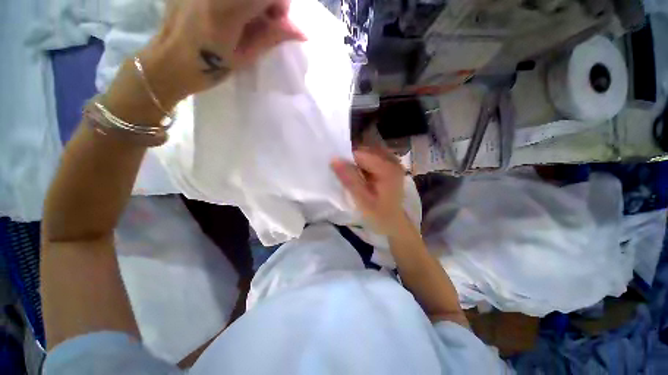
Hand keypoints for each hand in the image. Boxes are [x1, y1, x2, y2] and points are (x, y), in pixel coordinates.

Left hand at [139, 0, 305, 105]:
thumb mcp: (244, 57)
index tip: (279, 20)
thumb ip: (271, 37)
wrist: (167, 61)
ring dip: (253, 1)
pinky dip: (241, 2)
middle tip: (265, 18)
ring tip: (247, 17)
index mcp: (225, 10)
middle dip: (268, 0)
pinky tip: (233, 12)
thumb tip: (301, 31)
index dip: (281, 3)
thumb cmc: (207, 68)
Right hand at [331, 147, 406, 235]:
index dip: (346, 161)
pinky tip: (361, 179)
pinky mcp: (390, 169)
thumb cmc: (379, 215)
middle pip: (365, 153)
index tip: (338, 172)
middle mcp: (392, 161)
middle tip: (345, 177)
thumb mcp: (362, 199)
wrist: (394, 225)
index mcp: (387, 168)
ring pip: (367, 157)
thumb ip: (349, 179)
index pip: (361, 154)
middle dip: (352, 162)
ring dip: (357, 165)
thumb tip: (333, 159)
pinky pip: (372, 162)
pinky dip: (363, 168)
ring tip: (352, 179)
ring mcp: (393, 164)